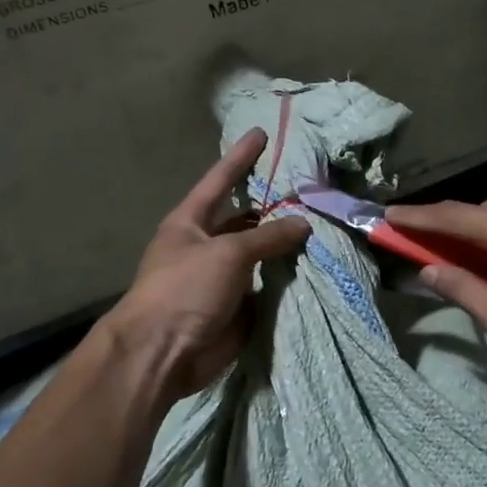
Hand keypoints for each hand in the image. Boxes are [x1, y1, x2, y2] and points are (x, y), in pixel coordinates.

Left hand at [104, 128, 309, 400]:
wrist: (164, 352)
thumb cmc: (185, 289)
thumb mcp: (227, 253)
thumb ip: (267, 236)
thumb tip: (303, 223)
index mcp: (190, 222)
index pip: (220, 180)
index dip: (240, 158)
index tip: (261, 133)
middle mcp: (205, 245)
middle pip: (244, 219)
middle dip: (272, 206)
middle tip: (309, 191)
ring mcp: (222, 277)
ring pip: (259, 255)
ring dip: (284, 245)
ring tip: (322, 227)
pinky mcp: (237, 306)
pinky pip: (267, 286)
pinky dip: (287, 280)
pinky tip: (315, 267)